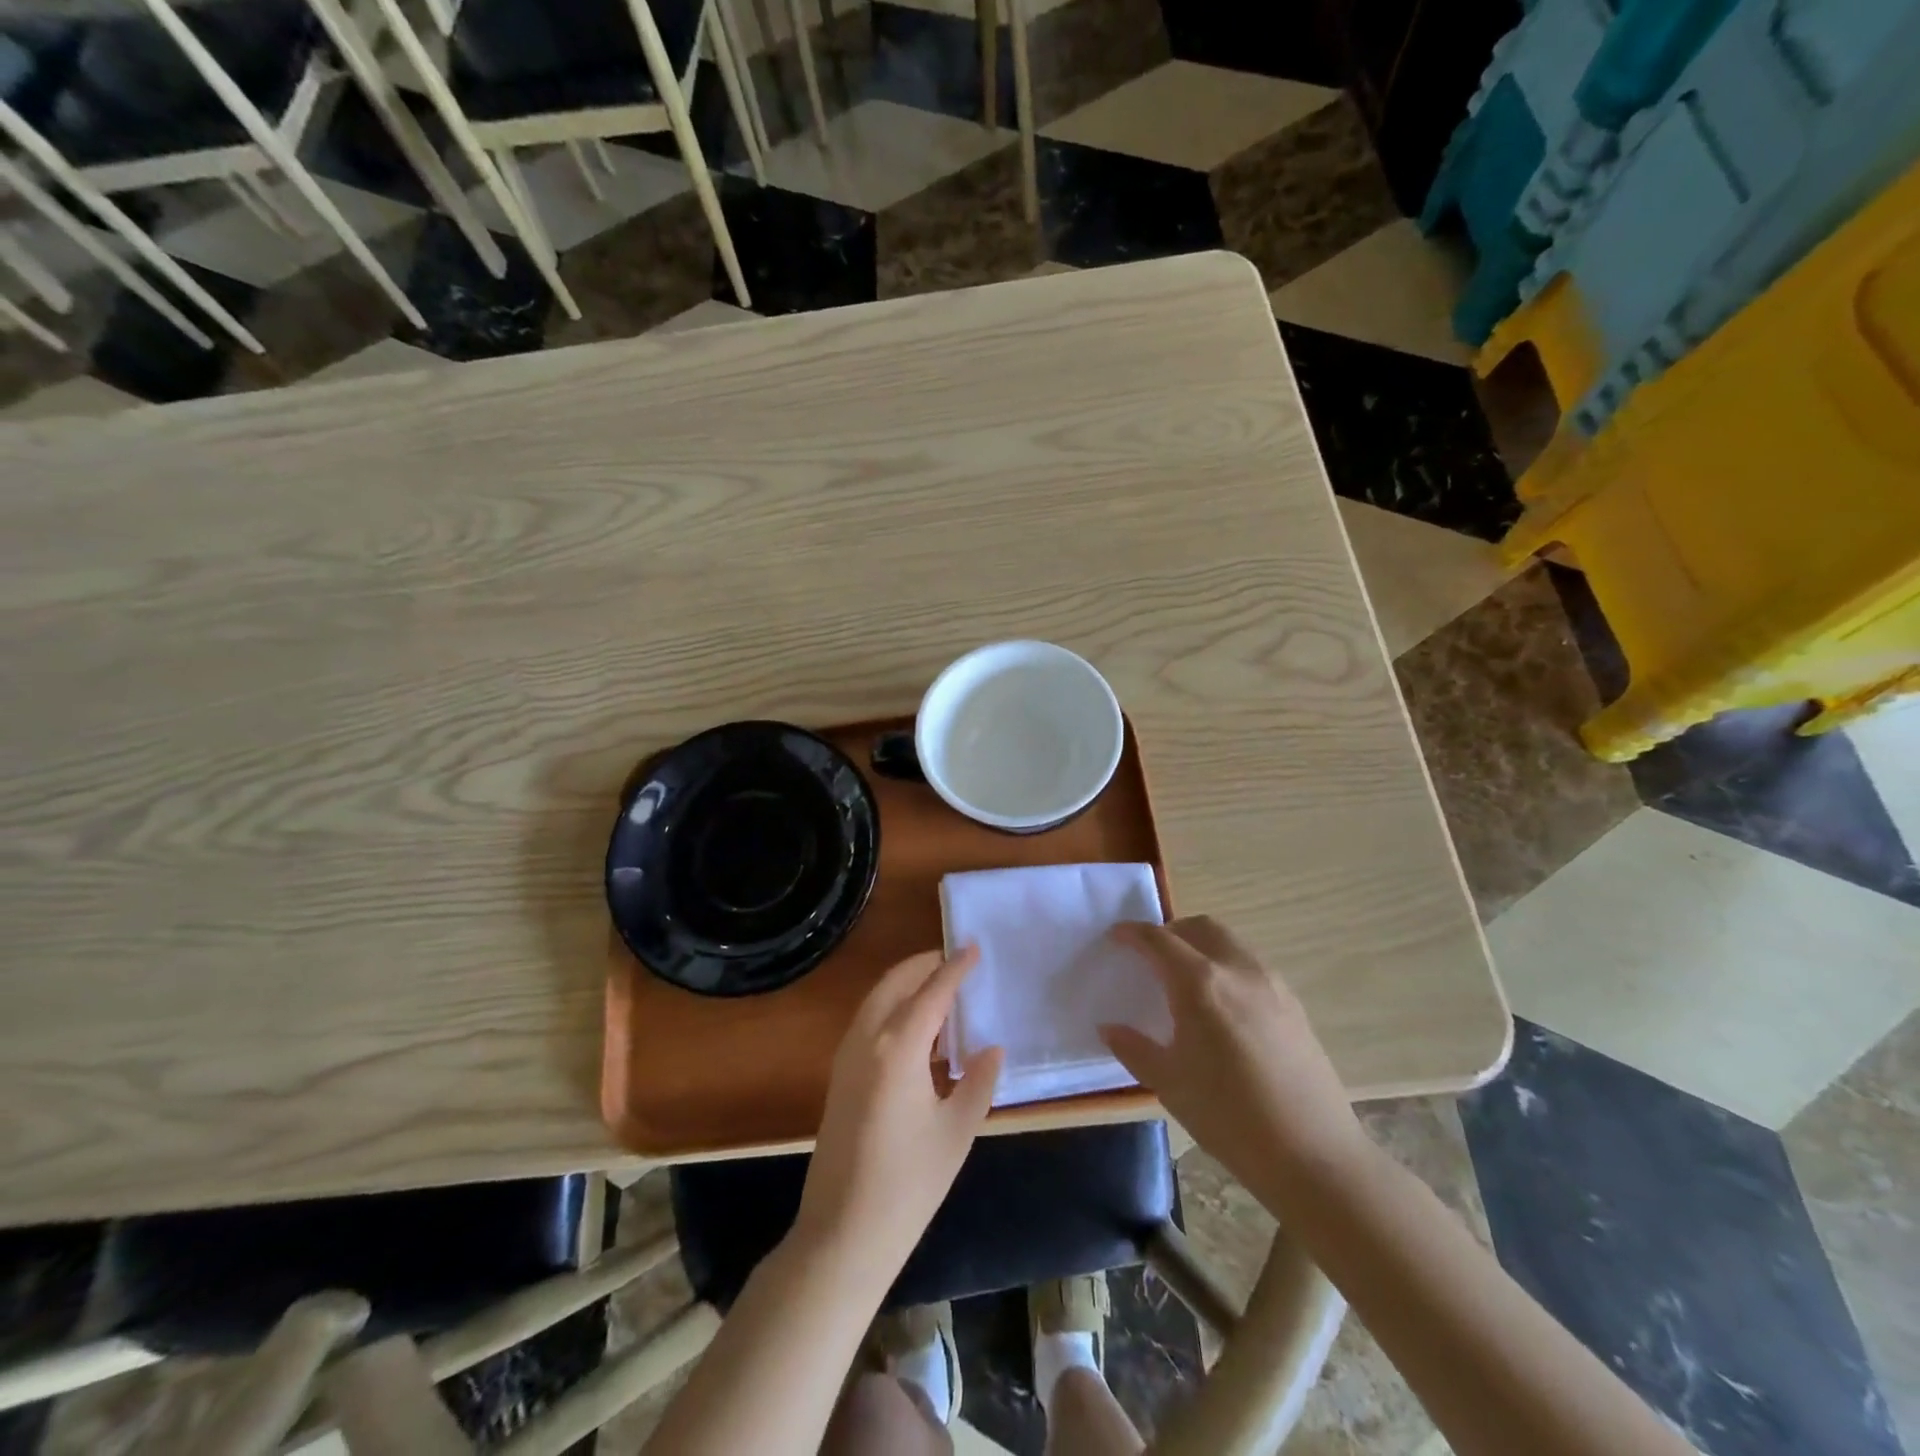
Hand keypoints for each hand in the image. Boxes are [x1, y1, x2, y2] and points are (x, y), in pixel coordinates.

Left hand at [791, 947, 1002, 1291]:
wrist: (842, 1234)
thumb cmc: (908, 1184)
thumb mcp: (957, 1132)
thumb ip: (978, 1081)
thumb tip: (991, 1048)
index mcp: (898, 1046)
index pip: (931, 992)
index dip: (955, 968)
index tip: (974, 948)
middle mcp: (867, 1039)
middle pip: (896, 983)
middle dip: (925, 965)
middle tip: (956, 962)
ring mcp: (847, 1056)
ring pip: (878, 999)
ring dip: (907, 985)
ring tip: (942, 991)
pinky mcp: (840, 1075)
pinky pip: (869, 1022)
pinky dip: (894, 1008)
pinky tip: (918, 1030)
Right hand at [1100, 917, 1365, 1186]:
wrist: (1313, 1155)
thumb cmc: (1229, 1118)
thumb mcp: (1169, 1084)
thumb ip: (1134, 1048)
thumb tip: (1109, 1028)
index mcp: (1200, 984)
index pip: (1159, 941)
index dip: (1133, 933)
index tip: (1116, 936)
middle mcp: (1237, 969)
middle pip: (1200, 927)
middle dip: (1170, 932)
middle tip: (1151, 955)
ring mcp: (1271, 983)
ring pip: (1230, 941)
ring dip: (1201, 944)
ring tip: (1185, 977)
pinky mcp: (1293, 1003)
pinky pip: (1251, 964)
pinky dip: (1226, 964)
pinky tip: (1221, 1004)